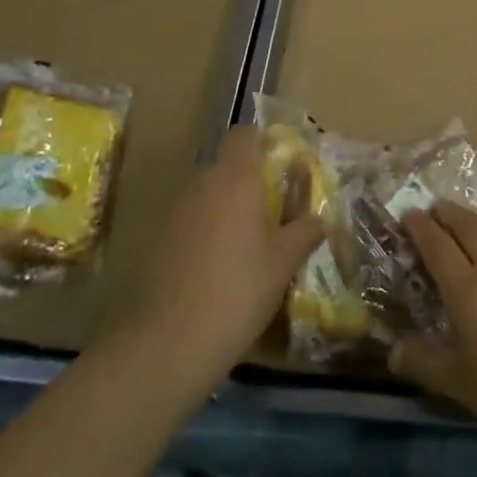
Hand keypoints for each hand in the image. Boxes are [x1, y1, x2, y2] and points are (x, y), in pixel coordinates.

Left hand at [109, 126, 322, 390]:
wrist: (169, 341)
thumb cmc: (239, 289)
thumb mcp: (284, 261)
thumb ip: (304, 230)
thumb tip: (318, 217)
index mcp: (235, 177)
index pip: (243, 134)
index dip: (262, 142)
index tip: (281, 165)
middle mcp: (201, 183)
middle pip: (226, 165)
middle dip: (249, 181)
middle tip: (274, 211)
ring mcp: (175, 211)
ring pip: (207, 194)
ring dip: (227, 208)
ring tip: (250, 244)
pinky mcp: (157, 239)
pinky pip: (190, 220)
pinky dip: (207, 232)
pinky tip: (220, 267)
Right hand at [390, 202, 476, 447]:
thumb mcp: (461, 384)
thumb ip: (425, 363)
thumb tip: (392, 351)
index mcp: (466, 288)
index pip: (437, 245)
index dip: (420, 227)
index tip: (408, 214)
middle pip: (468, 226)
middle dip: (447, 213)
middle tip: (434, 207)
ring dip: (476, 220)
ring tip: (466, 220)